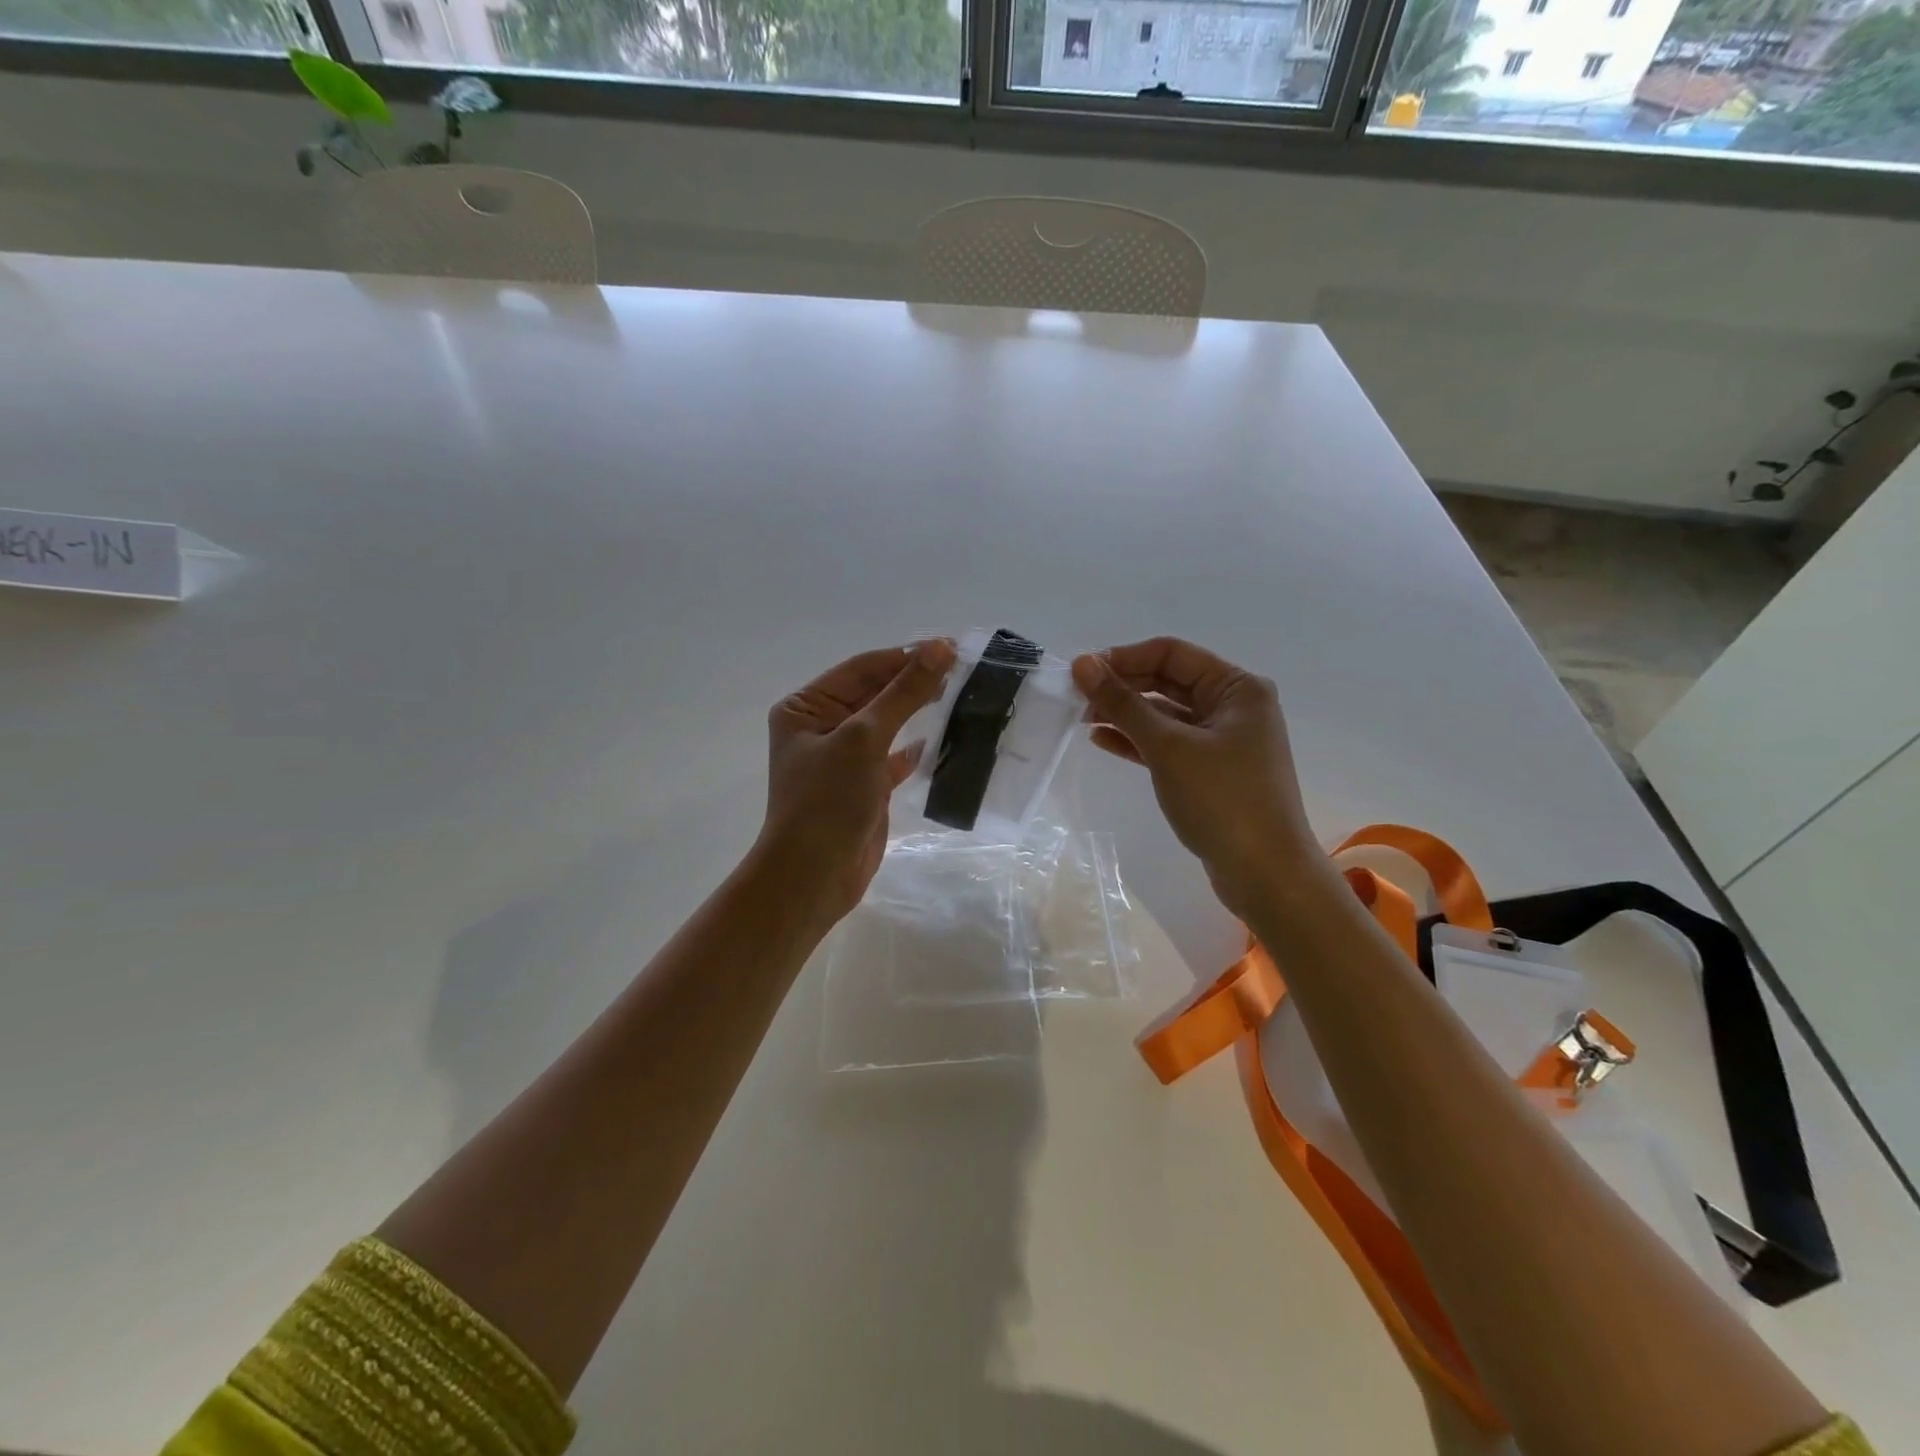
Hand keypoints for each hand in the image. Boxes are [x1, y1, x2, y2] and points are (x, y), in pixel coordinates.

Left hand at [755, 639, 957, 929]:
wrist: (814, 877)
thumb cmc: (827, 801)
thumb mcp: (864, 739)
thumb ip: (903, 693)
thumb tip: (940, 648)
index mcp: (806, 707)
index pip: (861, 669)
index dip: (905, 656)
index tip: (951, 647)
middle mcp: (821, 727)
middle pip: (874, 693)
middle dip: (914, 682)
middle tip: (963, 669)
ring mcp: (842, 758)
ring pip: (887, 723)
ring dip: (918, 710)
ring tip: (960, 694)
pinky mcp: (863, 785)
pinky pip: (893, 756)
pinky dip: (915, 748)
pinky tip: (941, 739)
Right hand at [1072, 637, 1327, 918]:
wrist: (1265, 874)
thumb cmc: (1222, 799)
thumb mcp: (1168, 747)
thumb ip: (1123, 703)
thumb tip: (1082, 664)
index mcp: (1237, 688)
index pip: (1172, 654)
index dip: (1124, 658)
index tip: (1081, 672)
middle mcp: (1234, 707)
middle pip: (1168, 681)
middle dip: (1122, 686)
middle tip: (1076, 698)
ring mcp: (1224, 741)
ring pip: (1165, 714)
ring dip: (1125, 714)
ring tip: (1082, 719)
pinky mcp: (1211, 771)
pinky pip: (1169, 744)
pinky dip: (1138, 740)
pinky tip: (1103, 740)